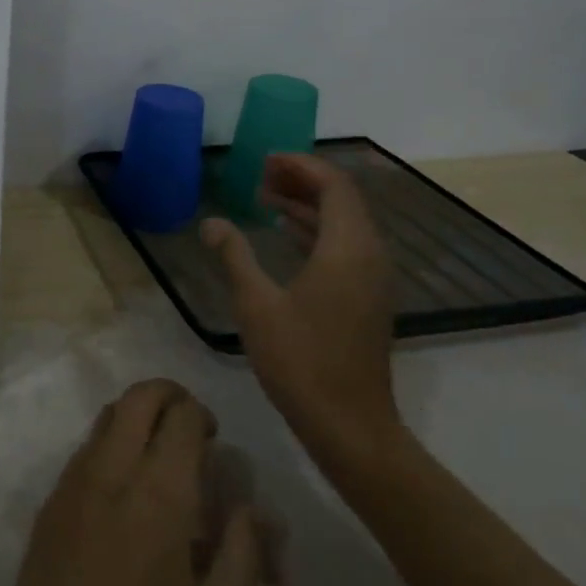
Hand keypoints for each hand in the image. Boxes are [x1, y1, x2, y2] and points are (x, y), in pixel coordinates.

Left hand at [0, 381, 262, 585]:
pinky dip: (109, 444)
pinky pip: (84, 449)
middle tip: (189, 426)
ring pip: (105, 417)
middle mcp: (110, 470)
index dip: (202, 415)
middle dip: (168, 395)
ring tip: (158, 455)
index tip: (214, 440)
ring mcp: (71, 483)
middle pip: (137, 397)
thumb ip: (246, 552)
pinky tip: (123, 492)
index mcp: (158, 492)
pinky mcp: (48, 504)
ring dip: (135, 416)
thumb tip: (253, 508)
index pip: (180, 415)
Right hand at [201, 154, 399, 449]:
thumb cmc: (301, 360)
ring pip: (345, 223)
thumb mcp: (257, 304)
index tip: (265, 160)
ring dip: (309, 205)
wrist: (349, 424)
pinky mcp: (369, 298)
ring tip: (267, 198)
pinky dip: (318, 230)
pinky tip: (288, 234)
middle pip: (342, 199)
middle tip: (261, 176)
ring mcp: (373, 278)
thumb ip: (235, 256)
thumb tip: (211, 223)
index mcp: (347, 248)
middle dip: (303, 181)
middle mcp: (369, 255)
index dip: (301, 166)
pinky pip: (347, 245)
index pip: (333, 186)